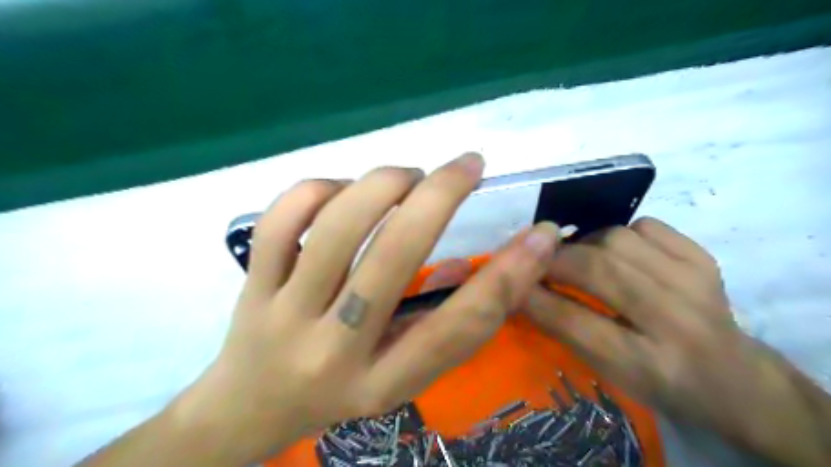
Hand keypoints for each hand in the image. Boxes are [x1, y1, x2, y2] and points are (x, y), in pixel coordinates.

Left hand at [177, 153, 559, 463]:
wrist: (250, 408)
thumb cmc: (339, 392)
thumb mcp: (399, 378)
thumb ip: (443, 326)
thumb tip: (487, 264)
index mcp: (383, 383)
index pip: (456, 330)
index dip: (507, 278)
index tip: (539, 234)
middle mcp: (334, 351)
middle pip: (393, 260)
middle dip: (440, 197)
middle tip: (469, 164)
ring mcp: (284, 314)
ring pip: (337, 228)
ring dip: (384, 184)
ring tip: (409, 176)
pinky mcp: (251, 285)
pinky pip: (281, 219)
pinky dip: (319, 189)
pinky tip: (342, 191)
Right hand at [525, 218, 830, 465]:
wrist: (735, 377)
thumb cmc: (662, 384)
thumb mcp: (610, 375)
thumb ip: (567, 332)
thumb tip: (525, 292)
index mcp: (648, 365)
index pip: (573, 322)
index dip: (533, 298)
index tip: (510, 284)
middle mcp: (675, 322)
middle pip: (597, 271)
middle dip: (553, 261)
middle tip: (536, 263)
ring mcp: (695, 283)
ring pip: (617, 239)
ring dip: (585, 244)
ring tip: (578, 258)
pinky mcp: (704, 259)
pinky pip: (646, 225)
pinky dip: (620, 232)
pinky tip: (618, 251)